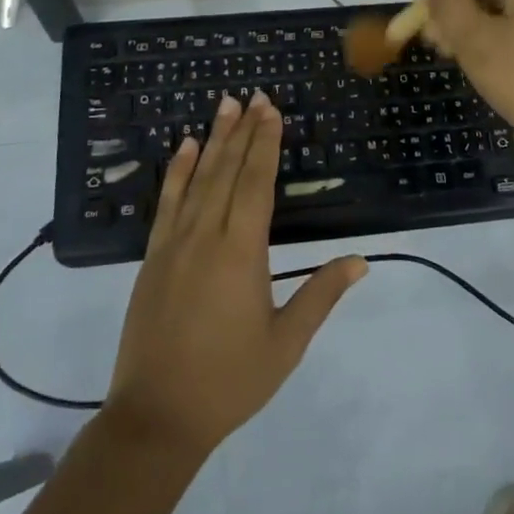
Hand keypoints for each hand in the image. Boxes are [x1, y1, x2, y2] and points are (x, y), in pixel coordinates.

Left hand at [103, 92, 366, 458]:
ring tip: (224, 105)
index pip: (256, 183)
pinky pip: (167, 203)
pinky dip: (176, 172)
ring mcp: (174, 244)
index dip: (265, 144)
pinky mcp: (153, 258)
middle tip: (254, 95)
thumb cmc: (229, 381)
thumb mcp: (286, 343)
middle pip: (227, 171)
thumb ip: (320, 296)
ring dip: (212, 140)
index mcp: (242, 252)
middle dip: (243, 130)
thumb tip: (360, 260)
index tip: (271, 110)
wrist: (156, 418)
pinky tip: (183, 148)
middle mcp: (206, 236)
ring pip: (197, 179)